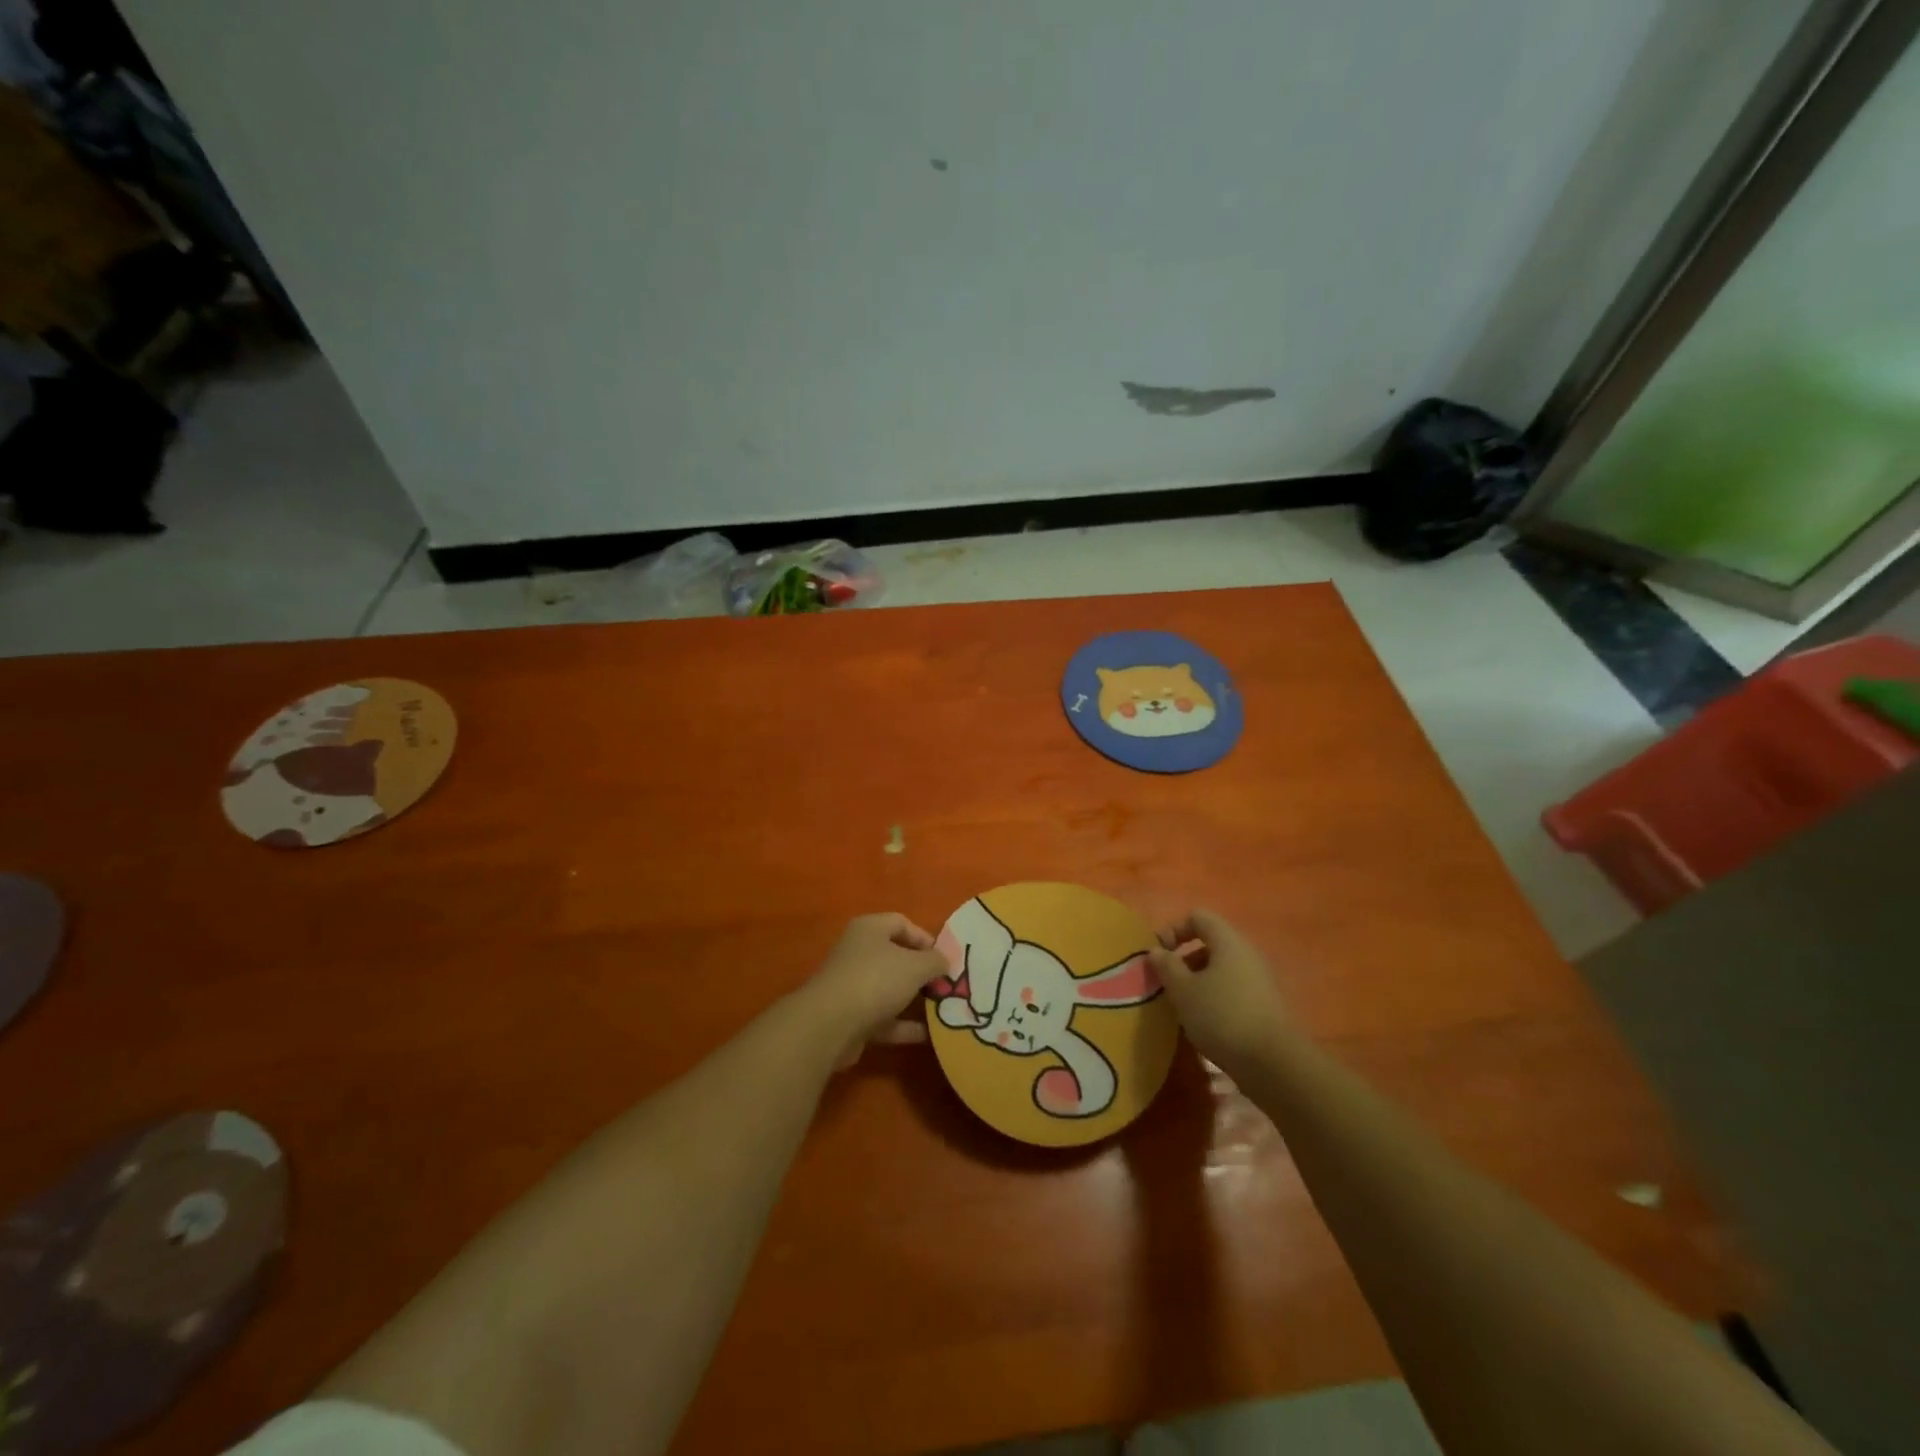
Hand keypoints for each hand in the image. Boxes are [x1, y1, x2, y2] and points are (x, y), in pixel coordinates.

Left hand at [802, 913, 949, 1068]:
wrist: (830, 1025)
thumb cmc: (876, 980)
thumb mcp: (916, 966)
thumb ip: (935, 961)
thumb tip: (945, 961)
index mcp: (869, 930)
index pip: (901, 923)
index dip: (926, 938)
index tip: (945, 958)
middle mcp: (858, 953)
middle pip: (896, 957)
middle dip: (922, 972)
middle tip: (946, 984)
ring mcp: (853, 986)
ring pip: (890, 989)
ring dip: (914, 1000)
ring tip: (942, 1009)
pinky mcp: (851, 1017)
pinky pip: (883, 1018)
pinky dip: (904, 1026)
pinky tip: (928, 1036)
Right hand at [1147, 909, 1290, 1080]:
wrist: (1273, 1063)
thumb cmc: (1221, 1016)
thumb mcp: (1183, 990)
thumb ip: (1166, 965)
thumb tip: (1157, 950)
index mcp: (1228, 941)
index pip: (1198, 917)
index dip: (1174, 929)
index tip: (1159, 955)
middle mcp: (1247, 953)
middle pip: (1210, 942)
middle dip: (1184, 958)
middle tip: (1167, 982)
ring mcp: (1259, 979)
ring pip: (1221, 968)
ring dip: (1198, 980)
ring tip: (1182, 1005)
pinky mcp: (1265, 1004)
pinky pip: (1233, 988)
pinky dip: (1214, 997)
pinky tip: (1203, 1021)